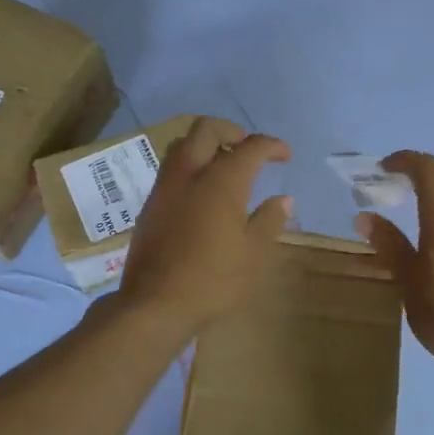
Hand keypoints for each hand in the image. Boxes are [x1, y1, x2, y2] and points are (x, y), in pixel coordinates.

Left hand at [118, 118, 291, 333]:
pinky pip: (170, 170)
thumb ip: (270, 220)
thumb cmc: (213, 280)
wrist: (154, 304)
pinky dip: (190, 166)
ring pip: (182, 146)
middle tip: (248, 147)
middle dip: (231, 130)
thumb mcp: (253, 254)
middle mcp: (189, 175)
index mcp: (221, 182)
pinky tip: (200, 192)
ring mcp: (164, 189)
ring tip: (223, 165)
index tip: (284, 155)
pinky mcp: (149, 206)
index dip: (271, 146)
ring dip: (205, 145)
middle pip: (206, 129)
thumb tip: (284, 199)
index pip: (250, 147)